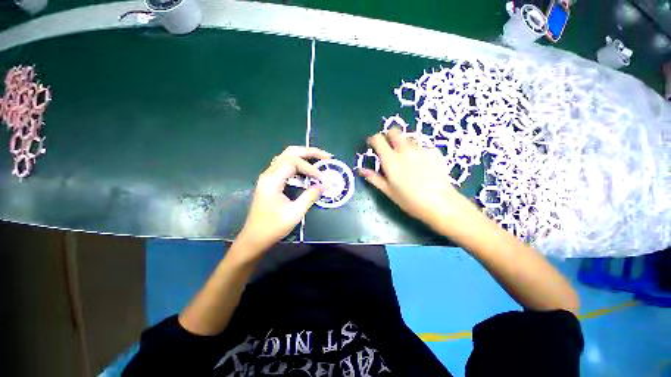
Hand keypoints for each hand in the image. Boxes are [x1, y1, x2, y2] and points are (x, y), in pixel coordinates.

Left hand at [236, 146, 329, 256]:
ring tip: (320, 159)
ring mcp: (268, 177)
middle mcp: (268, 174)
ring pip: (286, 157)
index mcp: (272, 180)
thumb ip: (310, 196)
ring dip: (304, 156)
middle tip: (326, 156)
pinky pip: (285, 166)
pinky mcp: (271, 182)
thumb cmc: (273, 227)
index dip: (310, 168)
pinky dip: (298, 164)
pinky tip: (307, 170)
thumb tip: (324, 185)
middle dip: (309, 152)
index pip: (293, 163)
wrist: (254, 238)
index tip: (322, 178)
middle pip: (289, 153)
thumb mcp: (294, 213)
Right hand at [359, 128, 476, 230]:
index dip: (373, 139)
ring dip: (403, 144)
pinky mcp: (434, 151)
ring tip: (406, 159)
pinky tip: (421, 165)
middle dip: (388, 136)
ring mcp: (421, 149)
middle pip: (394, 131)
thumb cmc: (410, 200)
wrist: (440, 203)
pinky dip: (417, 152)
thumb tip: (360, 170)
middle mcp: (405, 150)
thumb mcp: (389, 191)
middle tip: (388, 148)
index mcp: (391, 160)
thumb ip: (374, 178)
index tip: (372, 145)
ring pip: (408, 139)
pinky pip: (421, 146)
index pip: (378, 139)